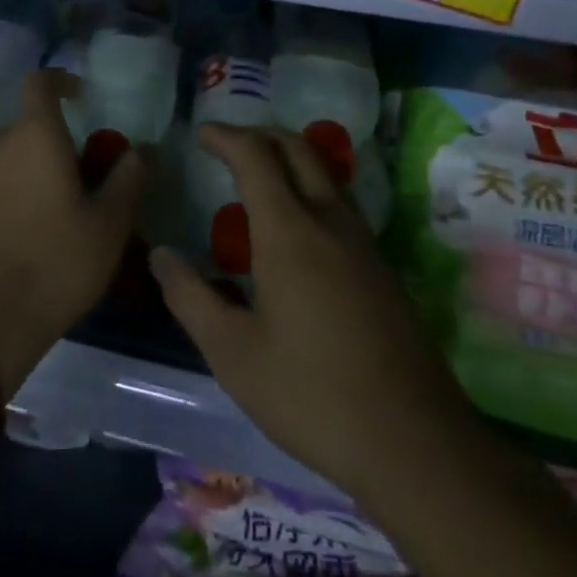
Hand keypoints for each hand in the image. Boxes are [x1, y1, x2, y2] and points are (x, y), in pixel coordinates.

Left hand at [0, 69, 146, 396]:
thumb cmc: (55, 263)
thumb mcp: (109, 224)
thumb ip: (127, 177)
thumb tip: (141, 148)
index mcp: (34, 135)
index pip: (40, 82)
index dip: (61, 80)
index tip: (82, 96)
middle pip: (28, 125)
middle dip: (55, 140)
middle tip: (84, 175)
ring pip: (9, 156)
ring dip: (33, 168)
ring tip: (59, 209)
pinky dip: (12, 191)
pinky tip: (28, 232)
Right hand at [149, 125, 472, 503]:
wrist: (415, 443)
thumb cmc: (312, 395)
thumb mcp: (233, 353)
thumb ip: (191, 297)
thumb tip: (161, 256)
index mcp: (289, 232)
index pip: (256, 157)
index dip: (226, 136)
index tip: (201, 133)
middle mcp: (330, 222)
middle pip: (299, 149)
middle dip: (261, 135)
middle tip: (228, 144)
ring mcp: (364, 244)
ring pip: (326, 175)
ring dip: (291, 160)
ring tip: (259, 180)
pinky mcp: (383, 270)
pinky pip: (341, 206)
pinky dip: (311, 192)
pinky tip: (296, 233)